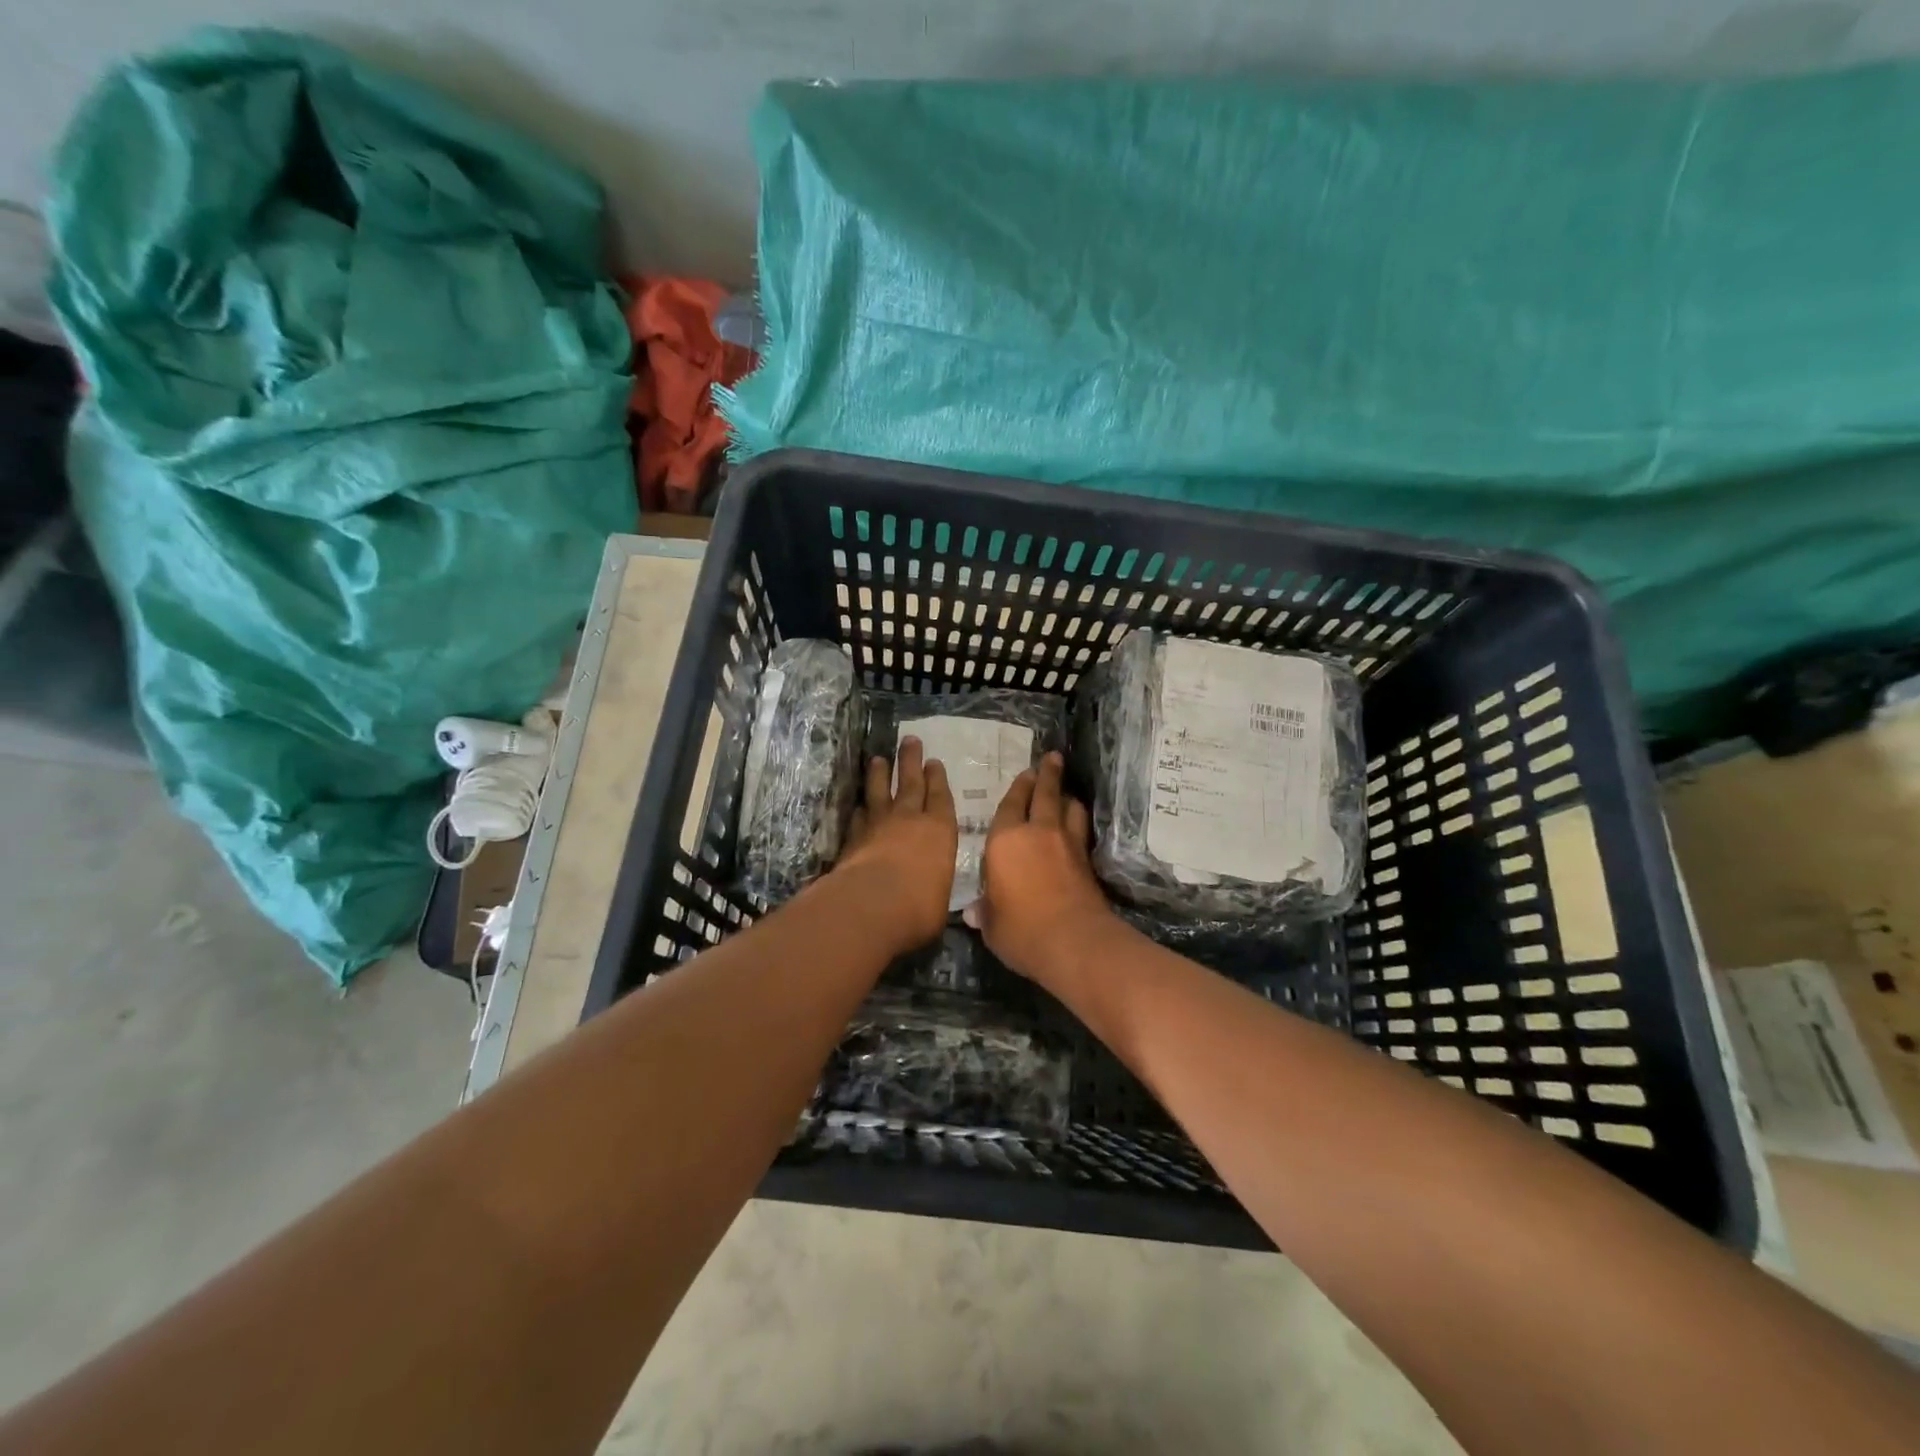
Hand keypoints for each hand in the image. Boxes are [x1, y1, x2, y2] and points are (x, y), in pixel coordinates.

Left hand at [833, 736, 958, 954]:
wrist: (871, 905)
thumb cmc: (919, 906)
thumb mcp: (940, 901)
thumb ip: (935, 889)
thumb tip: (932, 897)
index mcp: (940, 831)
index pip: (940, 797)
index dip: (937, 779)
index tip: (933, 762)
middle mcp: (909, 820)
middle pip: (910, 782)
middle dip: (910, 760)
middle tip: (909, 740)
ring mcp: (878, 826)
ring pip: (879, 792)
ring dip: (879, 774)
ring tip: (877, 759)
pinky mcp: (853, 839)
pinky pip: (858, 816)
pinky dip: (860, 809)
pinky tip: (859, 805)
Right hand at [966, 751, 1115, 982]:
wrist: (1073, 942)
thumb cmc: (1021, 930)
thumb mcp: (992, 925)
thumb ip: (985, 912)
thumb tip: (974, 913)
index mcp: (1005, 841)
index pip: (1010, 806)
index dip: (1017, 788)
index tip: (1025, 773)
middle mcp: (1037, 832)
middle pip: (1044, 794)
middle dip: (1047, 775)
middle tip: (1052, 759)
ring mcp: (1067, 844)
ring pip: (1069, 808)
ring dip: (1067, 796)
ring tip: (1066, 791)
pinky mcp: (1087, 861)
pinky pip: (1081, 830)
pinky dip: (1078, 822)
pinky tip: (1077, 826)